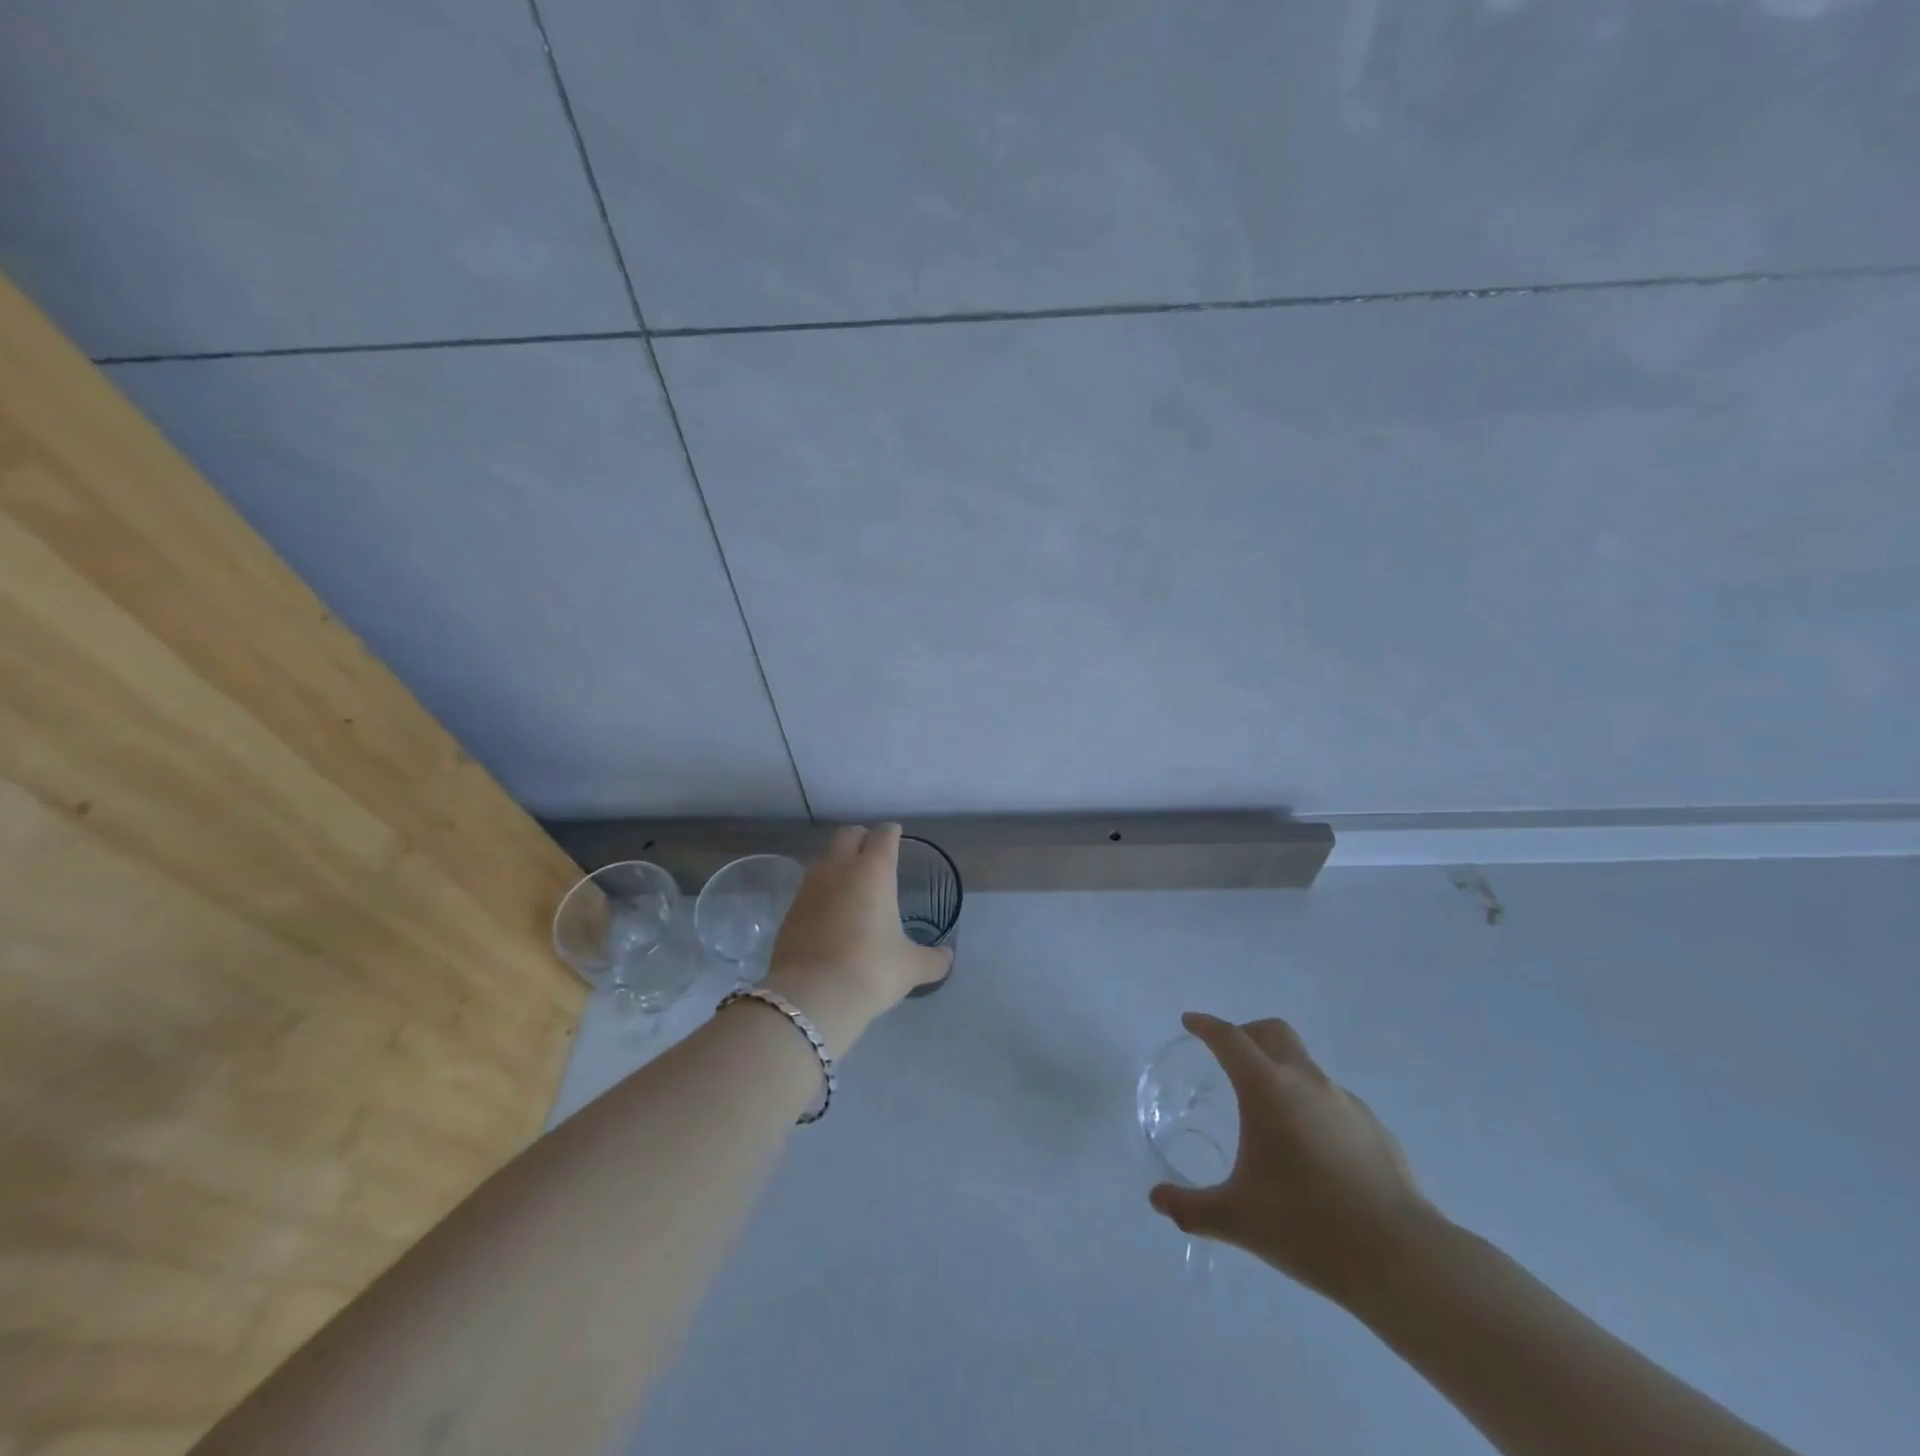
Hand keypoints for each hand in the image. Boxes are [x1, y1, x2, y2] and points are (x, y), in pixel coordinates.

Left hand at [764, 825, 951, 1035]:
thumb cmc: (870, 970)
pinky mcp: (790, 910)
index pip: (883, 836)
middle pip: (847, 835)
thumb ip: (932, 959)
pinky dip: (822, 891)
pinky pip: (809, 888)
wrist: (811, 996)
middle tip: (873, 852)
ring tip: (851, 883)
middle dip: (861, 838)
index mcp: (874, 871)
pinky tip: (830, 913)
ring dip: (838, 863)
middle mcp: (839, 869)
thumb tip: (947, 957)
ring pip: (824, 859)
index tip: (896, 836)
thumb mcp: (910, 967)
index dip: (892, 833)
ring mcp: (809, 887)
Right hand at [1148, 1012, 1435, 1307]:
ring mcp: (1346, 1102)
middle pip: (1272, 1032)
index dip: (1206, 1026)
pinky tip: (1311, 1150)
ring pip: (1305, 1065)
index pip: (1229, 1039)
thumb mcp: (1237, 1220)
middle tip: (1228, 1054)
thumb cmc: (1308, 1227)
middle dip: (1246, 1033)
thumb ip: (1190, 1208)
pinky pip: (1332, 1100)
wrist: (1402, 1259)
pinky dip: (1311, 1105)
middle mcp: (1307, 1082)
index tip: (1190, 1023)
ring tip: (1269, 1113)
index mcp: (1267, 1089)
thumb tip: (1157, 1199)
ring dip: (1281, 1070)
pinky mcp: (1375, 1128)